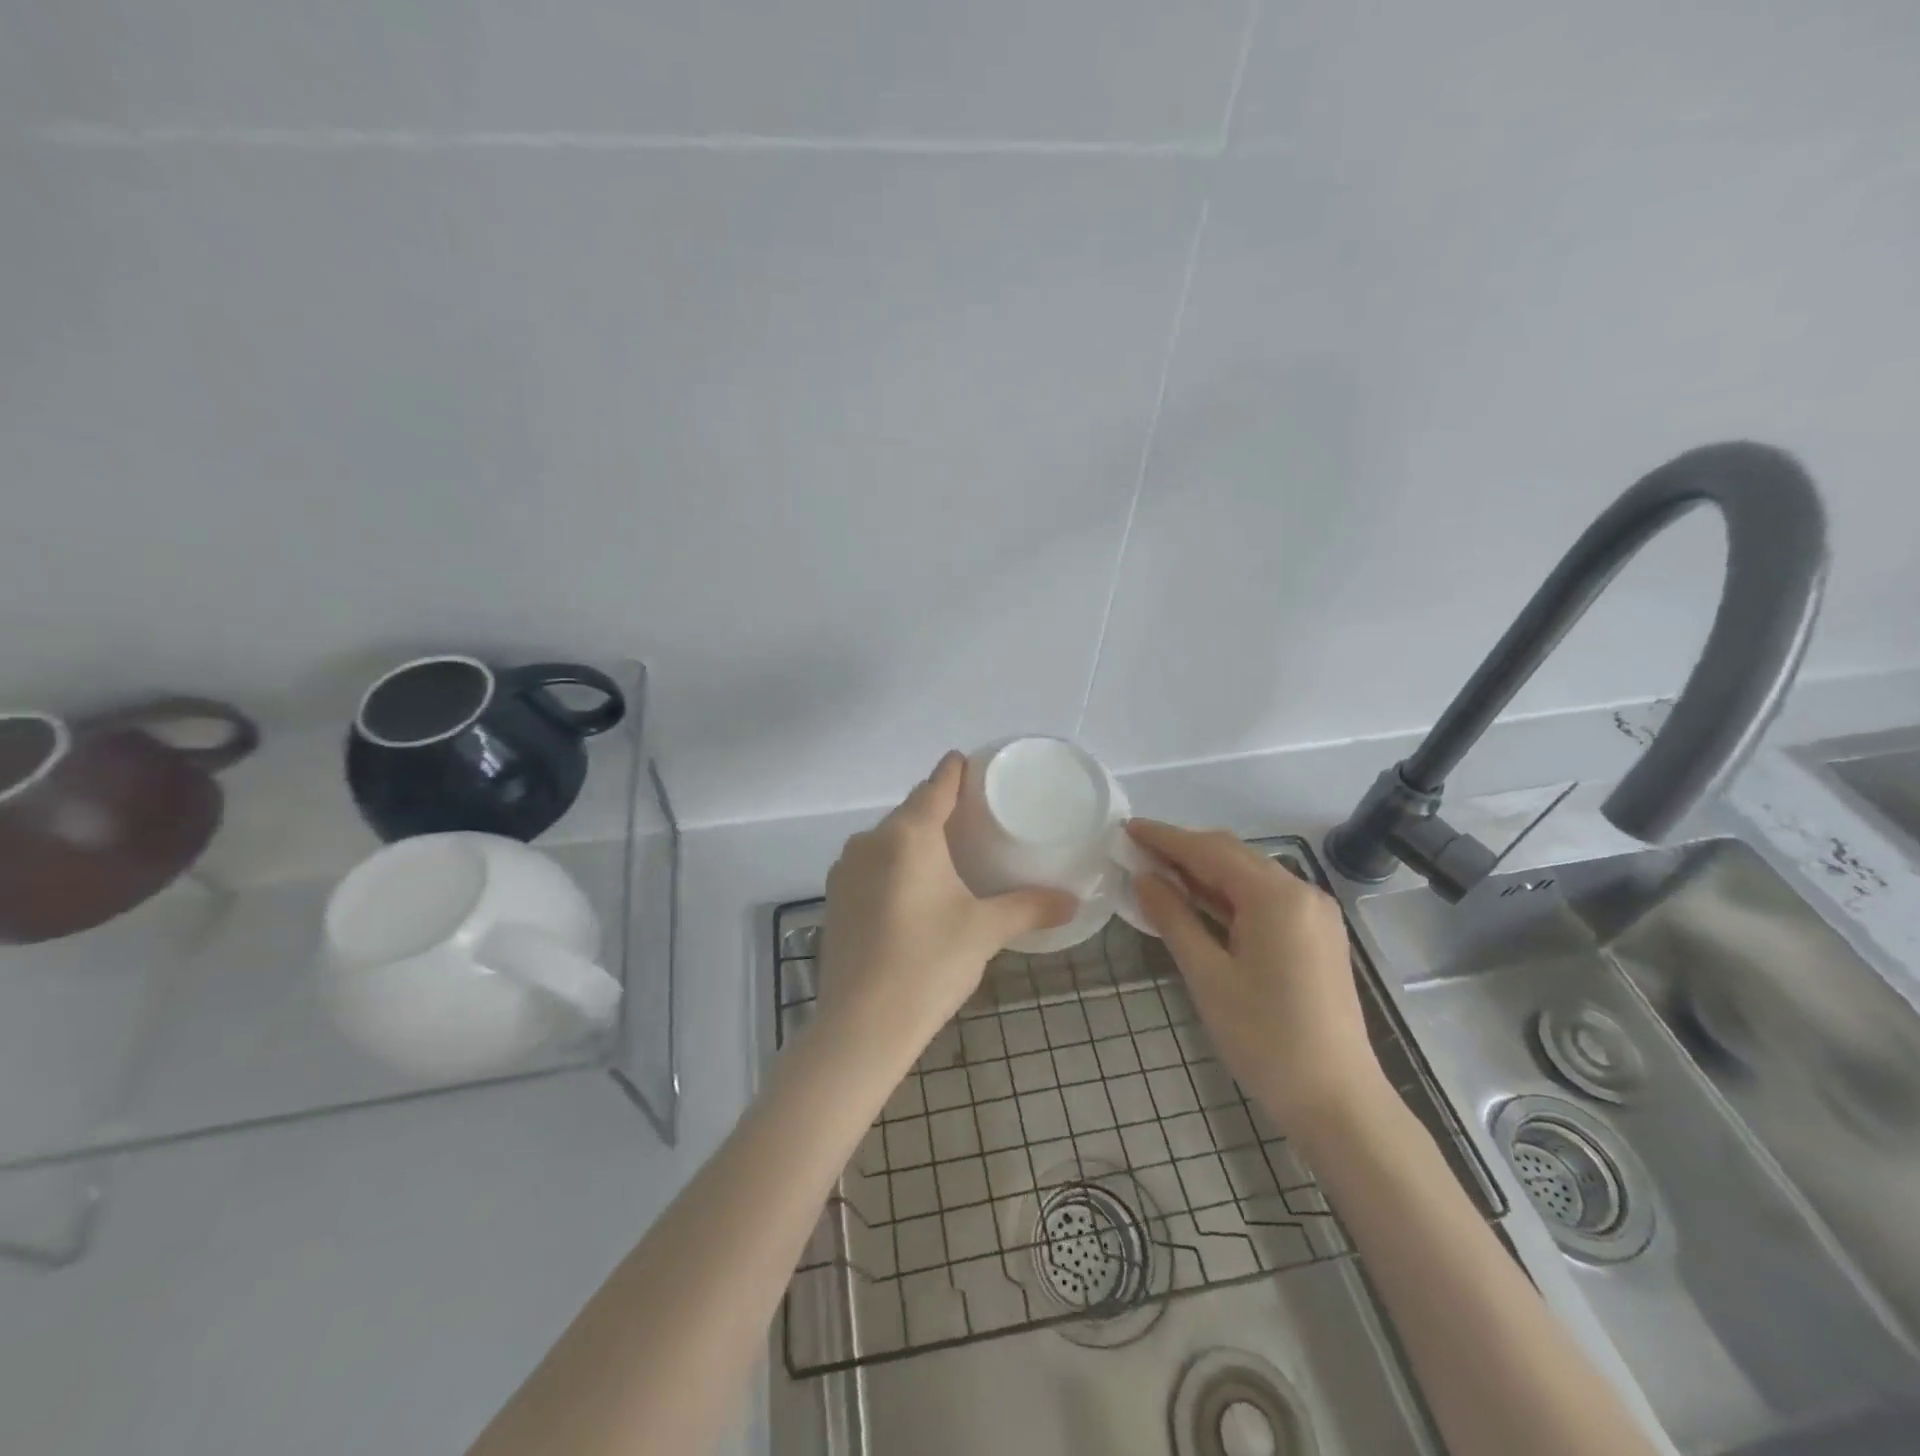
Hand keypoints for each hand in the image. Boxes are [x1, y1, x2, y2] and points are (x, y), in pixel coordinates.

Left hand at [819, 753, 1074, 1058]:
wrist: (861, 1026)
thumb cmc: (928, 963)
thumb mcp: (985, 931)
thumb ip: (1029, 908)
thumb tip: (1072, 901)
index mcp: (908, 834)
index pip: (936, 785)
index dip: (955, 770)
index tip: (969, 763)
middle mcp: (870, 840)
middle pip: (910, 811)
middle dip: (938, 809)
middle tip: (972, 819)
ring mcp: (845, 870)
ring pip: (887, 840)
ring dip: (913, 841)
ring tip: (945, 856)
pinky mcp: (834, 899)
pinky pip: (870, 866)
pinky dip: (893, 867)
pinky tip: (911, 892)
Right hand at [1128, 821, 1389, 1136]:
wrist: (1338, 1101)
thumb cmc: (1266, 1039)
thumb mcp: (1208, 977)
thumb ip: (1174, 919)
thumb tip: (1143, 878)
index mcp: (1276, 897)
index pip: (1210, 851)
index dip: (1165, 838)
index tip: (1127, 829)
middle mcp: (1301, 893)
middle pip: (1233, 855)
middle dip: (1184, 850)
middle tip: (1137, 852)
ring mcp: (1314, 914)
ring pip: (1249, 876)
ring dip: (1204, 872)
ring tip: (1158, 873)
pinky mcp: (1316, 935)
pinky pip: (1265, 899)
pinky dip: (1228, 895)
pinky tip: (1197, 902)